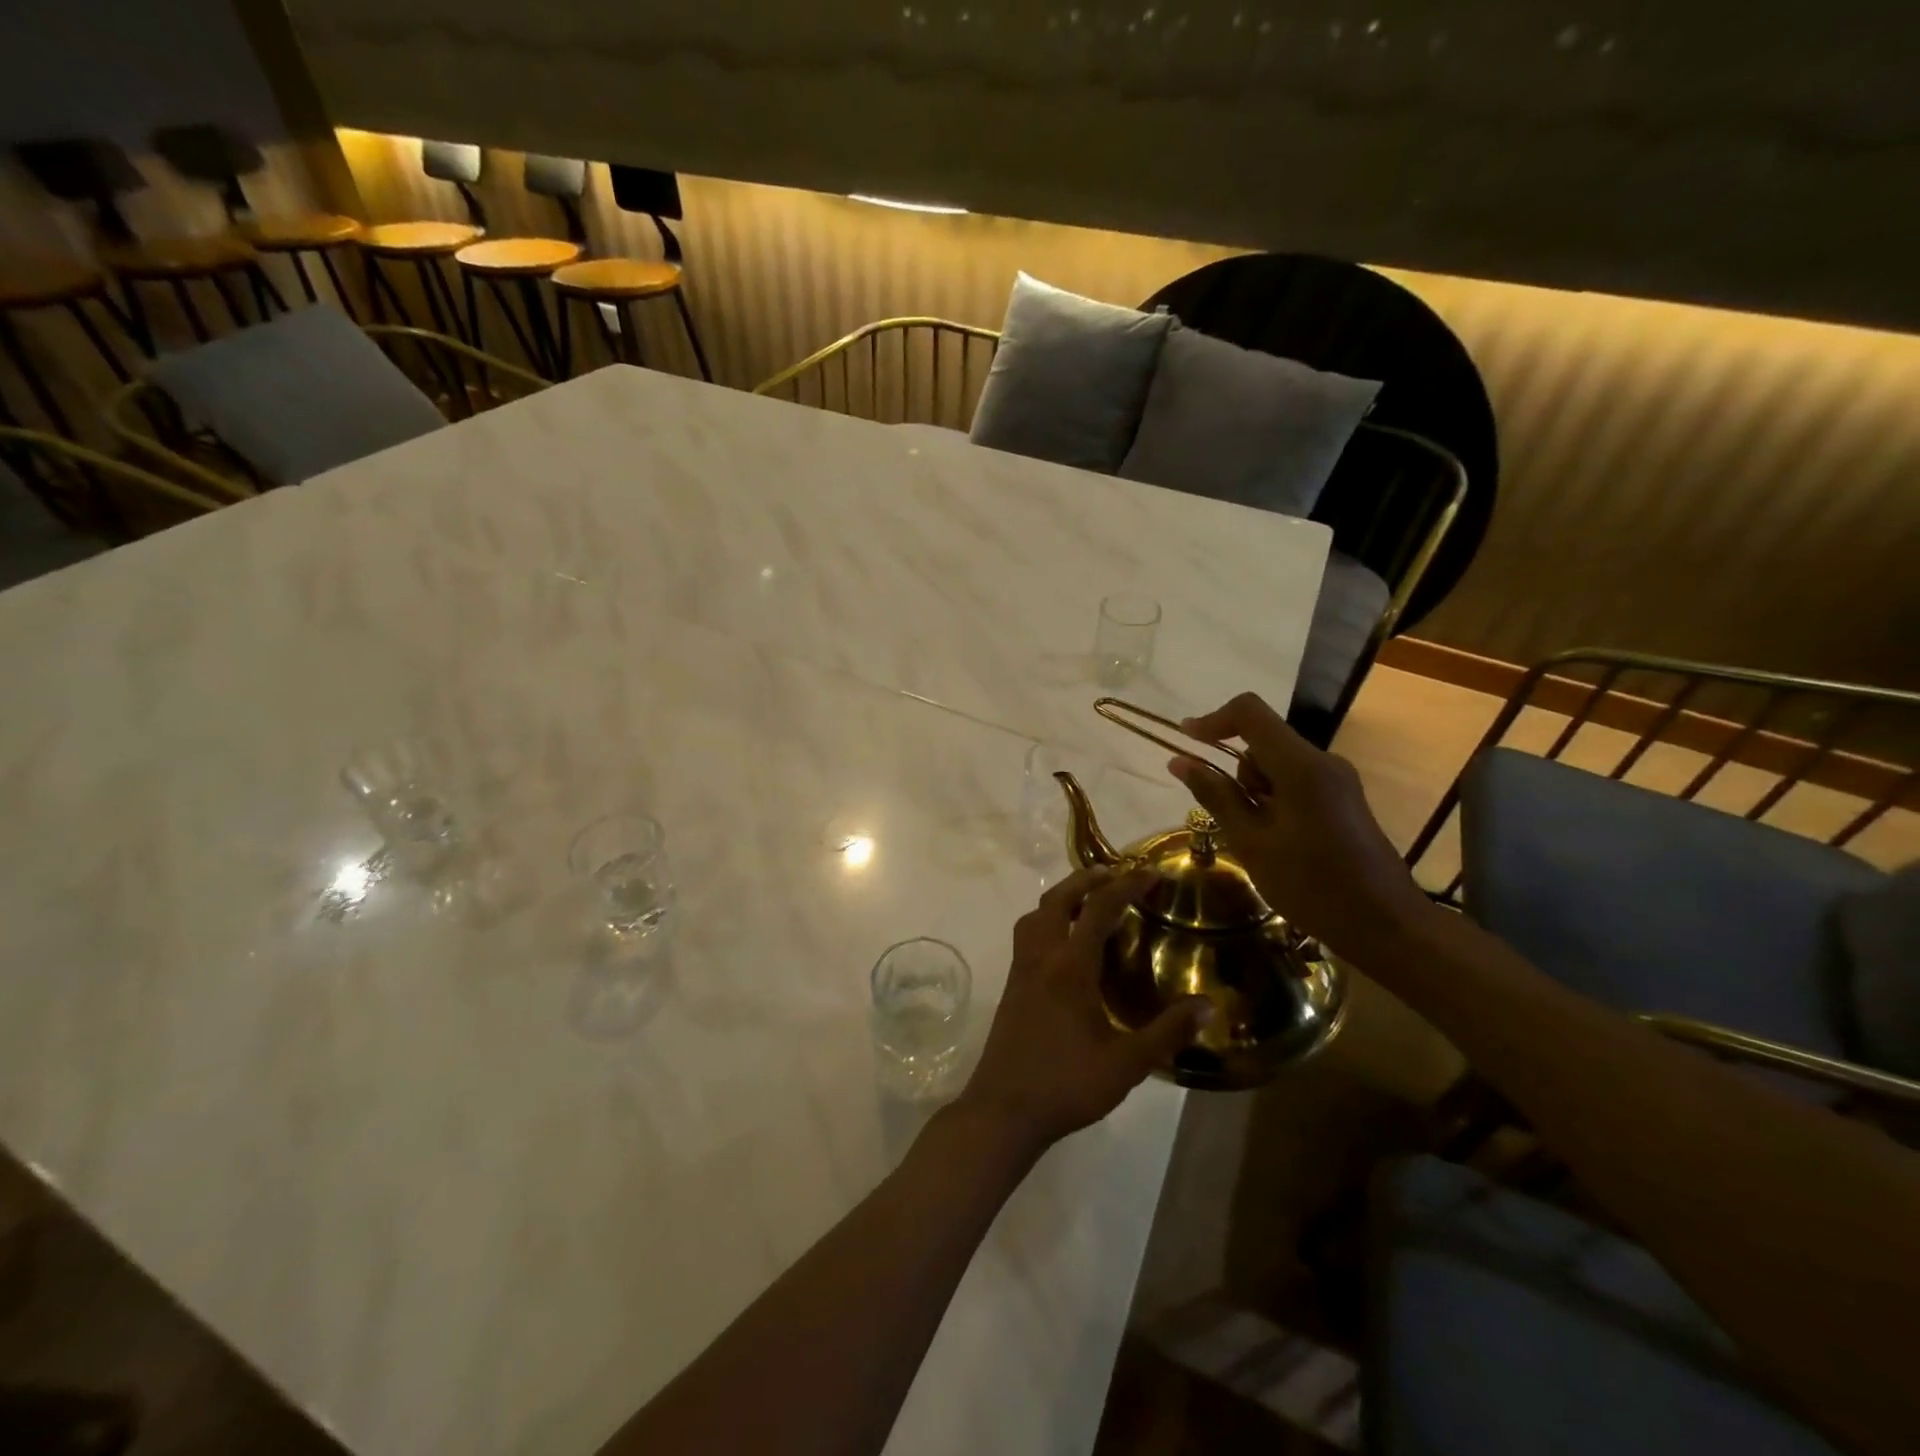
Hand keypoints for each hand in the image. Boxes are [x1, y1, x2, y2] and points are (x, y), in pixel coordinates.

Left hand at [955, 866, 1212, 1157]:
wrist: (1004, 1109)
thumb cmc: (1067, 1084)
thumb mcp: (1127, 1064)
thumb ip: (1167, 1032)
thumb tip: (1208, 1006)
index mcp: (1069, 966)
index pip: (1098, 909)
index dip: (1126, 886)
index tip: (1151, 873)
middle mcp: (1041, 957)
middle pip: (1057, 899)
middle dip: (1086, 880)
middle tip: (1116, 875)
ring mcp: (1021, 970)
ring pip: (1035, 914)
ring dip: (1061, 897)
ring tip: (1088, 900)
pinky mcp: (1012, 985)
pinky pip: (1028, 935)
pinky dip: (1047, 920)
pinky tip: (1066, 944)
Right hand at [1168, 692, 1429, 961]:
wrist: (1384, 925)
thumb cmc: (1311, 886)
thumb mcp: (1251, 843)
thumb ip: (1215, 796)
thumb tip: (1179, 761)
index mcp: (1301, 766)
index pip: (1250, 712)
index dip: (1213, 720)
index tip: (1185, 741)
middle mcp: (1323, 761)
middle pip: (1262, 741)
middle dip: (1237, 772)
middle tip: (1236, 822)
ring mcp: (1337, 779)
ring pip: (1277, 764)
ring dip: (1255, 791)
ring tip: (1260, 840)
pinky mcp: (1343, 798)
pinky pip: (1295, 781)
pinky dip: (1274, 801)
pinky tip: (1278, 841)